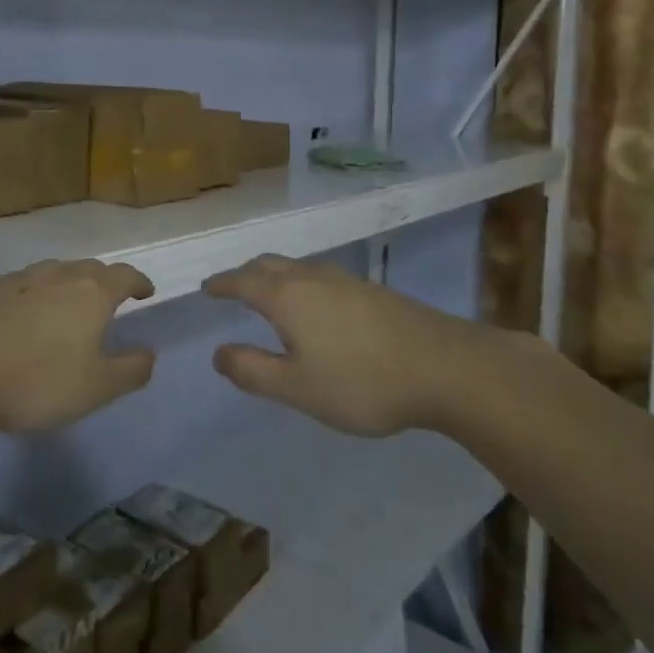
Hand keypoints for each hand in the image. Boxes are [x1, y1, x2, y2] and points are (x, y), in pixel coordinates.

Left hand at [0, 259, 156, 433]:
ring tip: (66, 309)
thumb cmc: (34, 382)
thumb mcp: (96, 389)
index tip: (146, 292)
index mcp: (90, 292)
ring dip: (67, 286)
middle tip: (109, 301)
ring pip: (52, 273)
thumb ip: (130, 370)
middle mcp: (56, 275)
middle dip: (104, 282)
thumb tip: (149, 353)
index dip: (139, 282)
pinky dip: (32, 297)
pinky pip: (20, 286)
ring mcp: (16, 279)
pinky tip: (21, 320)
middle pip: (89, 269)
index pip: (125, 275)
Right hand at [203, 255, 528, 435]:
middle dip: (246, 274)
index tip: (207, 289)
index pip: (242, 280)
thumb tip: (218, 353)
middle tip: (232, 288)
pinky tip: (315, 307)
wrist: (446, 367)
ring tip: (268, 295)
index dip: (222, 284)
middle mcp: (312, 277)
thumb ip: (252, 370)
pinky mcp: (372, 290)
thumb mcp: (297, 387)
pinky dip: (301, 284)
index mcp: (286, 296)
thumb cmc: (362, 382)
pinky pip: (320, 276)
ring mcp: (346, 280)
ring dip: (275, 276)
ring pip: (297, 268)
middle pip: (269, 265)